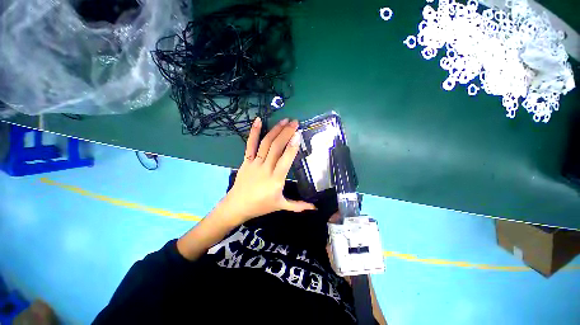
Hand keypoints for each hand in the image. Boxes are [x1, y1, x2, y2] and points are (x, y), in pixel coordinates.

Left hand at [219, 117, 315, 224]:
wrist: (237, 206)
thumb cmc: (260, 206)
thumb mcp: (281, 206)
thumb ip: (298, 205)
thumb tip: (315, 208)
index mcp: (276, 180)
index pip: (285, 159)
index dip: (292, 146)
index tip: (298, 134)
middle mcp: (266, 168)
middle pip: (276, 147)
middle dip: (286, 133)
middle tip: (295, 122)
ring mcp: (255, 163)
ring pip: (266, 143)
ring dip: (275, 130)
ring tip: (284, 120)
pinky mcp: (246, 160)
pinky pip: (250, 144)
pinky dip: (254, 132)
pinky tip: (258, 120)